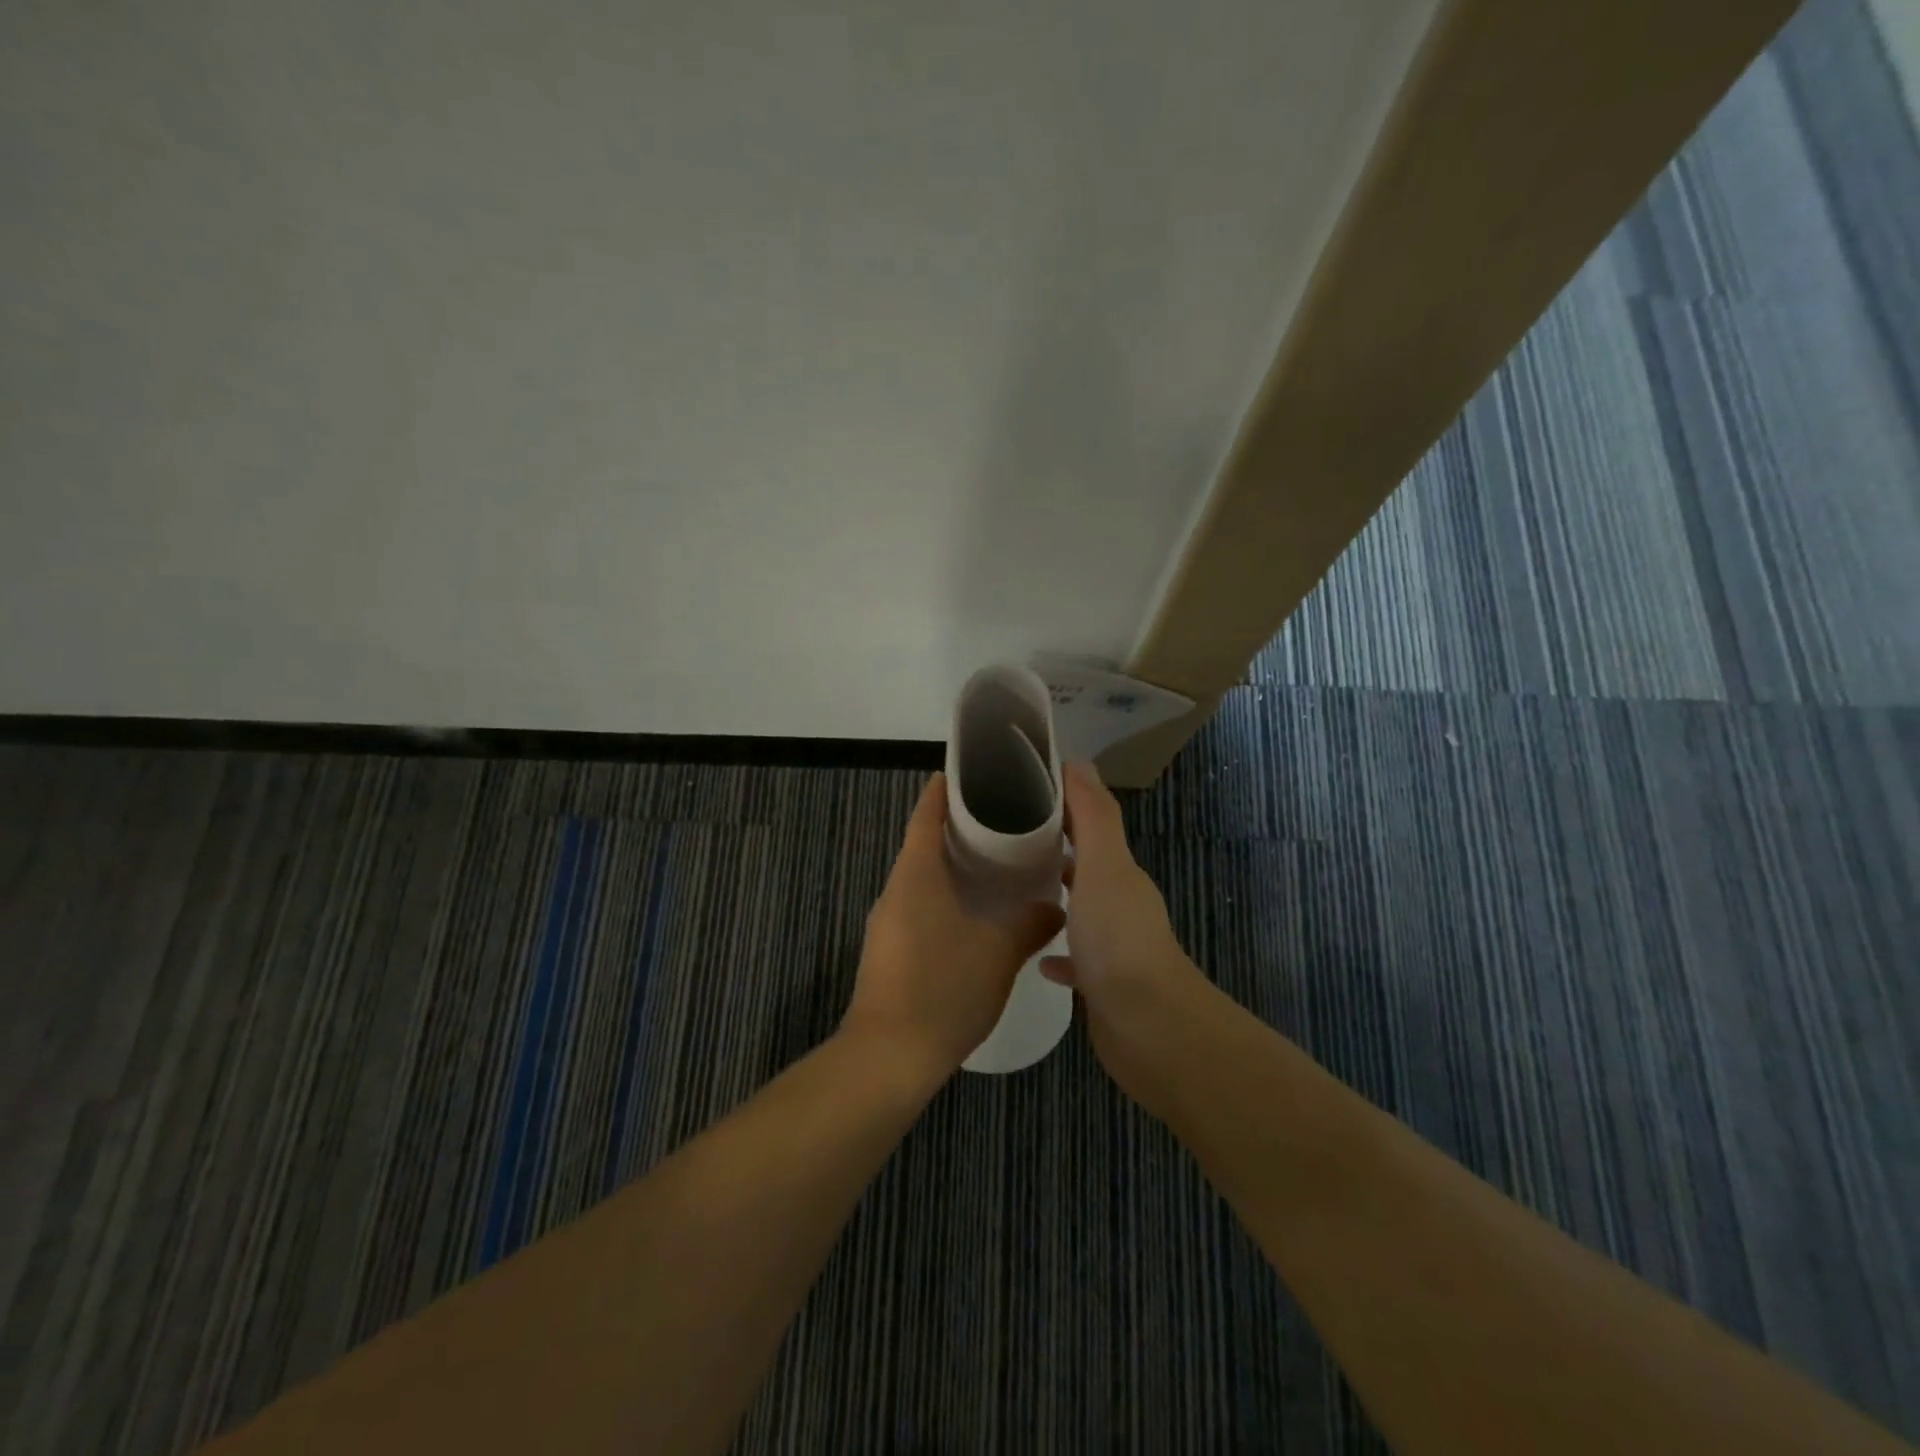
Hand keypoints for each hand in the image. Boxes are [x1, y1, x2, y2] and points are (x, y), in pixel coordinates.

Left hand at [843, 773, 1064, 1089]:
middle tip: (1004, 820)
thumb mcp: (998, 953)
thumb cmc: (943, 988)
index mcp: (915, 874)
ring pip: (922, 879)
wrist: (888, 1058)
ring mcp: (888, 923)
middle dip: (959, 829)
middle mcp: (896, 890)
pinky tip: (977, 915)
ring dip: (953, 867)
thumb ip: (1030, 923)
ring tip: (999, 864)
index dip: (944, 790)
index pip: (925, 815)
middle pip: (924, 844)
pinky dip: (947, 899)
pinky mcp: (890, 952)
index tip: (970, 773)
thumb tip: (1055, 906)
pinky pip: (920, 908)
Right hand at [1041, 761, 1208, 1116]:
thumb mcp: (1104, 865)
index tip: (1019, 791)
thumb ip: (1093, 815)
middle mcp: (1120, 905)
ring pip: (1079, 912)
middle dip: (1051, 850)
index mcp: (1119, 873)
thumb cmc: (1119, 938)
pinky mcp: (1102, 986)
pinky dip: (1057, 953)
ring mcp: (1112, 948)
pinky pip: (1075, 961)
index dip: (1060, 805)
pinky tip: (1035, 955)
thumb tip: (1078, 761)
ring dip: (1055, 898)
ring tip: (1012, 890)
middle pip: (1084, 867)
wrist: (1148, 1026)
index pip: (1089, 825)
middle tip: (1002, 840)